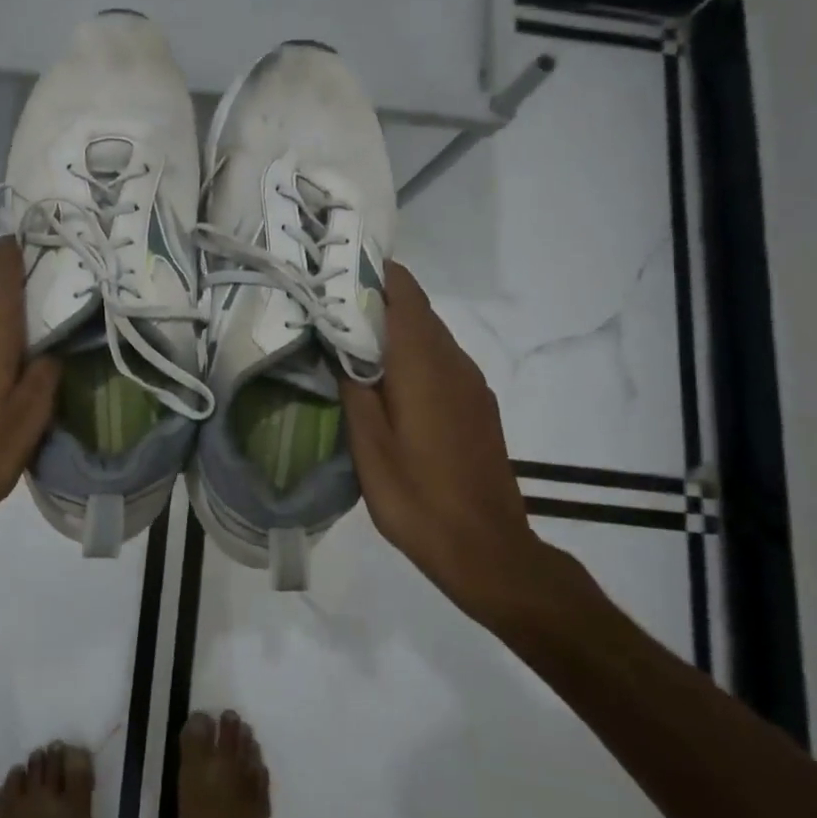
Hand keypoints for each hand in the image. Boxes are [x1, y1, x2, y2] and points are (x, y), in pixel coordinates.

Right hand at [339, 262, 553, 628]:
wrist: (487, 549)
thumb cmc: (418, 498)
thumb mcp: (369, 446)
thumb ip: (354, 387)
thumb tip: (340, 343)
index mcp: (424, 363)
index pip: (403, 292)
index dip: (372, 272)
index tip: (335, 268)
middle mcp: (453, 361)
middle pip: (416, 309)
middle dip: (375, 298)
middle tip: (329, 304)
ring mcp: (471, 384)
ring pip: (428, 335)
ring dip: (392, 328)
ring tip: (348, 338)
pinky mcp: (477, 405)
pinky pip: (440, 360)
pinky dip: (411, 354)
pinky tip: (385, 379)